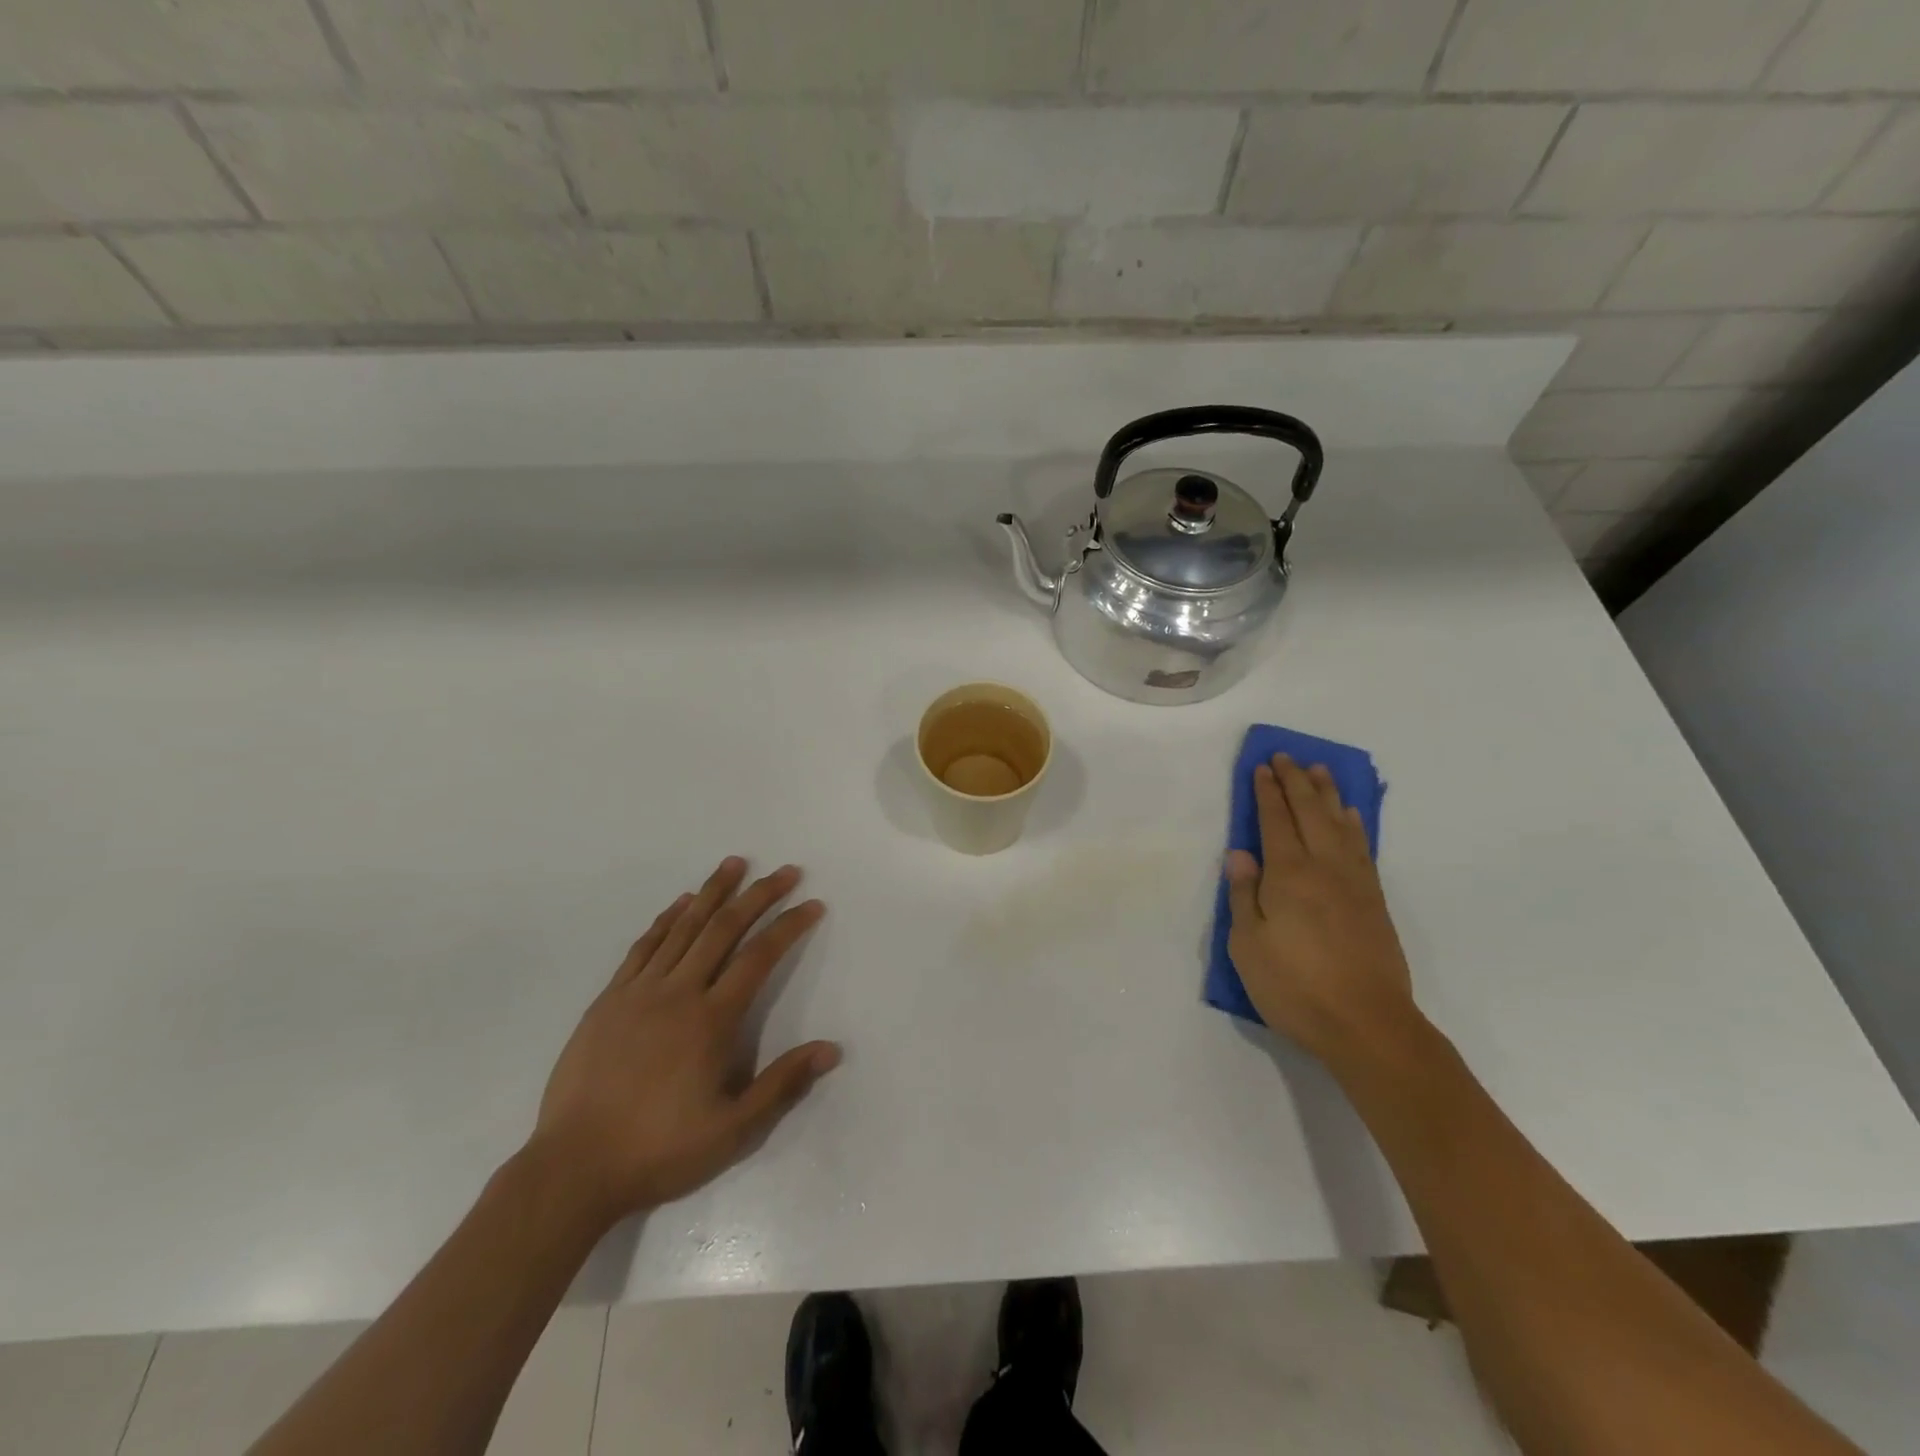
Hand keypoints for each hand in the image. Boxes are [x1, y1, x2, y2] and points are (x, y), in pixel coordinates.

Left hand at [529, 857, 839, 1225]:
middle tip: (785, 870)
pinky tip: (680, 903)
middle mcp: (678, 993)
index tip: (812, 905)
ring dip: (712, 892)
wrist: (573, 1168)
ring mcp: (639, 992)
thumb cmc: (659, 1149)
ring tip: (735, 863)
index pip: (759, 957)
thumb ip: (782, 1085)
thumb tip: (831, 1049)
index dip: (789, 926)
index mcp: (711, 1021)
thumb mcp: (732, 1130)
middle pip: (724, 928)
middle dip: (759, 895)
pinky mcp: (609, 1000)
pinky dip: (666, 919)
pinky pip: (644, 946)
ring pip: (683, 927)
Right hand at [1225, 755, 1423, 1069]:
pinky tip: (1350, 816)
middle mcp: (1323, 868)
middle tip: (1287, 756)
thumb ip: (1243, 895)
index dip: (1267, 792)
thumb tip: (1240, 854)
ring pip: (1339, 824)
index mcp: (1288, 875)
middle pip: (1309, 813)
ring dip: (1327, 794)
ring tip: (1319, 771)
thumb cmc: (1295, 987)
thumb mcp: (1248, 945)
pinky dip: (1354, 824)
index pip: (1274, 821)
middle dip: (1295, 782)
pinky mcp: (1374, 901)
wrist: (1367, 1024)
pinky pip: (1362, 847)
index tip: (1261, 767)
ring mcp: (1354, 883)